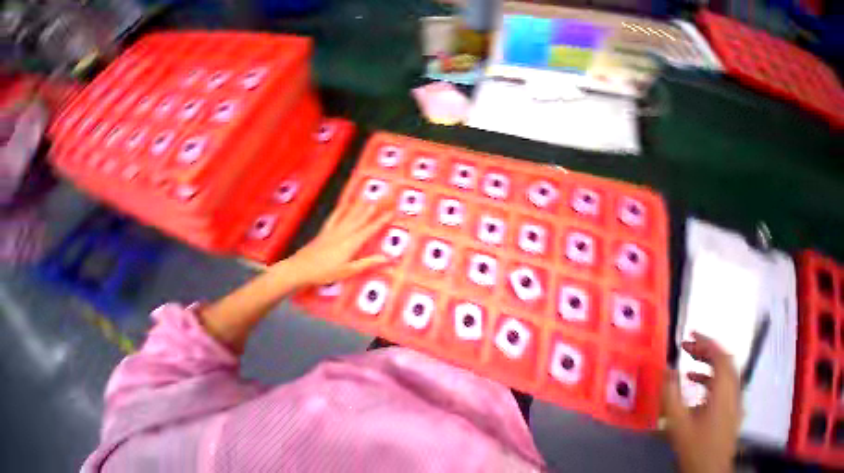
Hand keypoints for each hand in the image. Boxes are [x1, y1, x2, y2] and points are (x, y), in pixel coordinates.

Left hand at [278, 201, 391, 286]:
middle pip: (361, 219)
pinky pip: (335, 217)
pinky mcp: (325, 230)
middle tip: (382, 200)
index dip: (381, 220)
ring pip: (349, 215)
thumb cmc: (325, 272)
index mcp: (352, 243)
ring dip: (360, 207)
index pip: (370, 229)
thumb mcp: (348, 271)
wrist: (299, 269)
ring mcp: (334, 230)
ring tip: (368, 198)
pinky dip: (341, 209)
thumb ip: (367, 263)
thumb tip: (386, 258)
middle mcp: (344, 233)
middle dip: (373, 210)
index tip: (391, 212)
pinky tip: (345, 204)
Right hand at [662, 332, 741, 472]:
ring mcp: (734, 405)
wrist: (709, 470)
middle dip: (708, 350)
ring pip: (727, 374)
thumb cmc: (693, 443)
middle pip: (728, 365)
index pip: (723, 361)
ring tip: (689, 356)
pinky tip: (693, 379)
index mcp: (722, 396)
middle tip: (686, 344)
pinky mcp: (730, 412)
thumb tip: (666, 365)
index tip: (691, 332)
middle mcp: (733, 397)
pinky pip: (724, 385)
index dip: (709, 343)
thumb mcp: (676, 418)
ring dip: (709, 361)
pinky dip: (710, 375)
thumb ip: (670, 390)